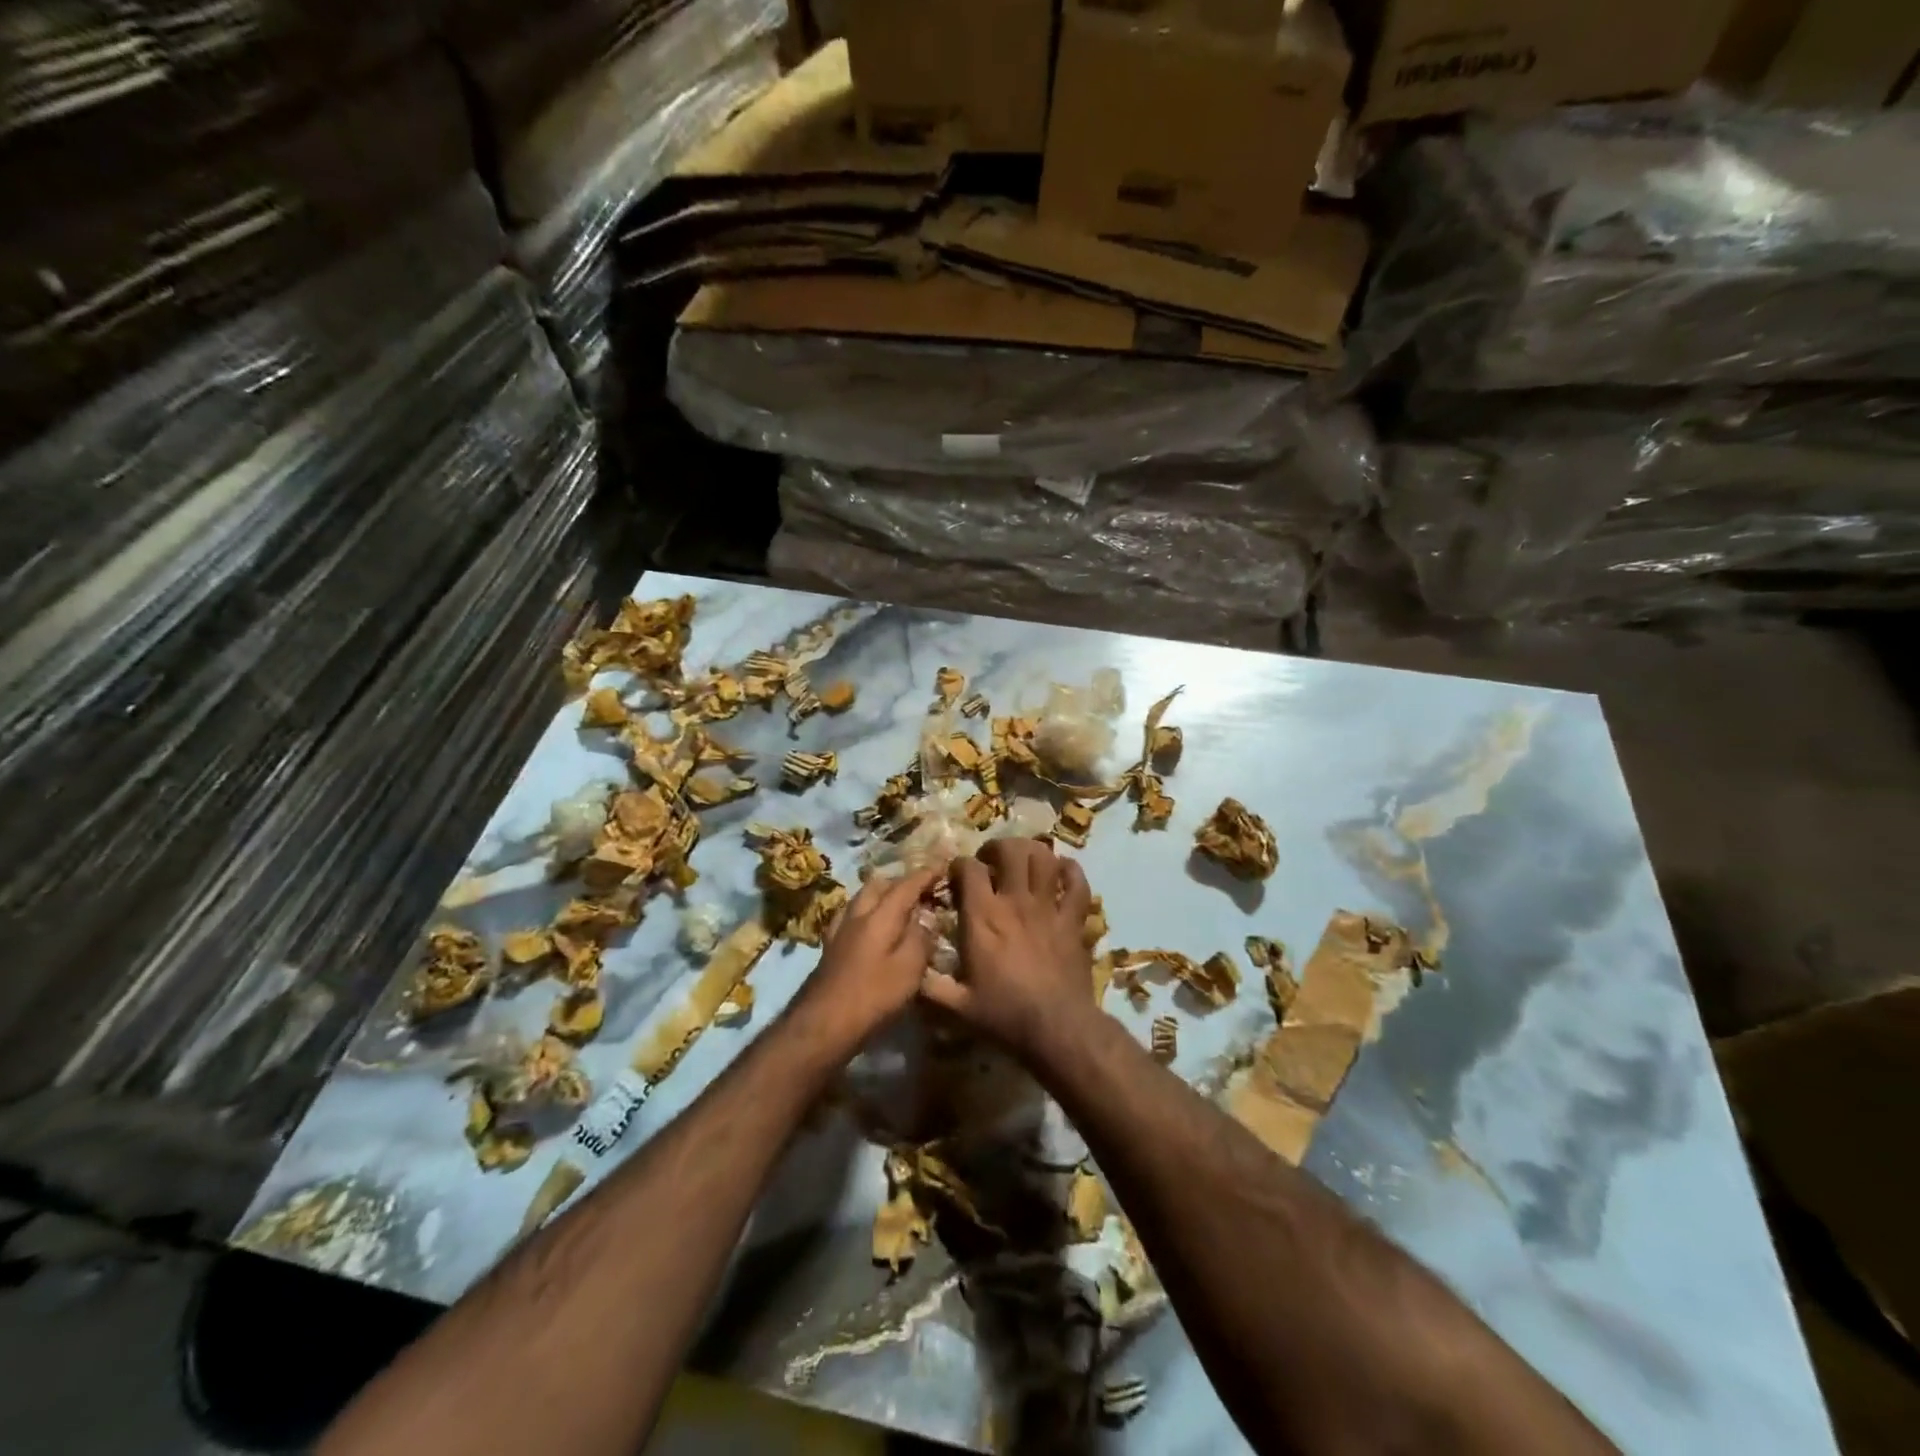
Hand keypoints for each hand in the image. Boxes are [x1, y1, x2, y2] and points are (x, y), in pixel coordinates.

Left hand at [794, 868, 939, 1046]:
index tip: (943, 865)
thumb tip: (926, 917)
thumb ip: (920, 938)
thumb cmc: (873, 996)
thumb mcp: (909, 969)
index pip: (906, 885)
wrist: (823, 1023)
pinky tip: (871, 927)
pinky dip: (866, 912)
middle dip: (901, 881)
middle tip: (921, 890)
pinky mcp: (830, 946)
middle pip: (878, 885)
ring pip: (862, 898)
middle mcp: (857, 914)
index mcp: (879, 916)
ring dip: (881, 895)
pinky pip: (851, 915)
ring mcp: (839, 929)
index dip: (925, 874)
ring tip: (898, 906)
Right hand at [923, 839, 1095, 1063]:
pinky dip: (1071, 872)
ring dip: (1033, 853)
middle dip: (999, 847)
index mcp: (983, 917)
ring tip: (1024, 861)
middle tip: (992, 861)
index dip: (960, 864)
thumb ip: (929, 987)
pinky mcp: (1073, 920)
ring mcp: (1048, 907)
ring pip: (1045, 859)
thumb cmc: (1004, 1015)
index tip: (957, 875)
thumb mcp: (956, 1006)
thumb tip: (909, 972)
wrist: (1057, 1028)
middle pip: (1011, 850)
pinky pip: (1077, 884)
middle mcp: (1015, 901)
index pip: (969, 868)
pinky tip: (1062, 871)